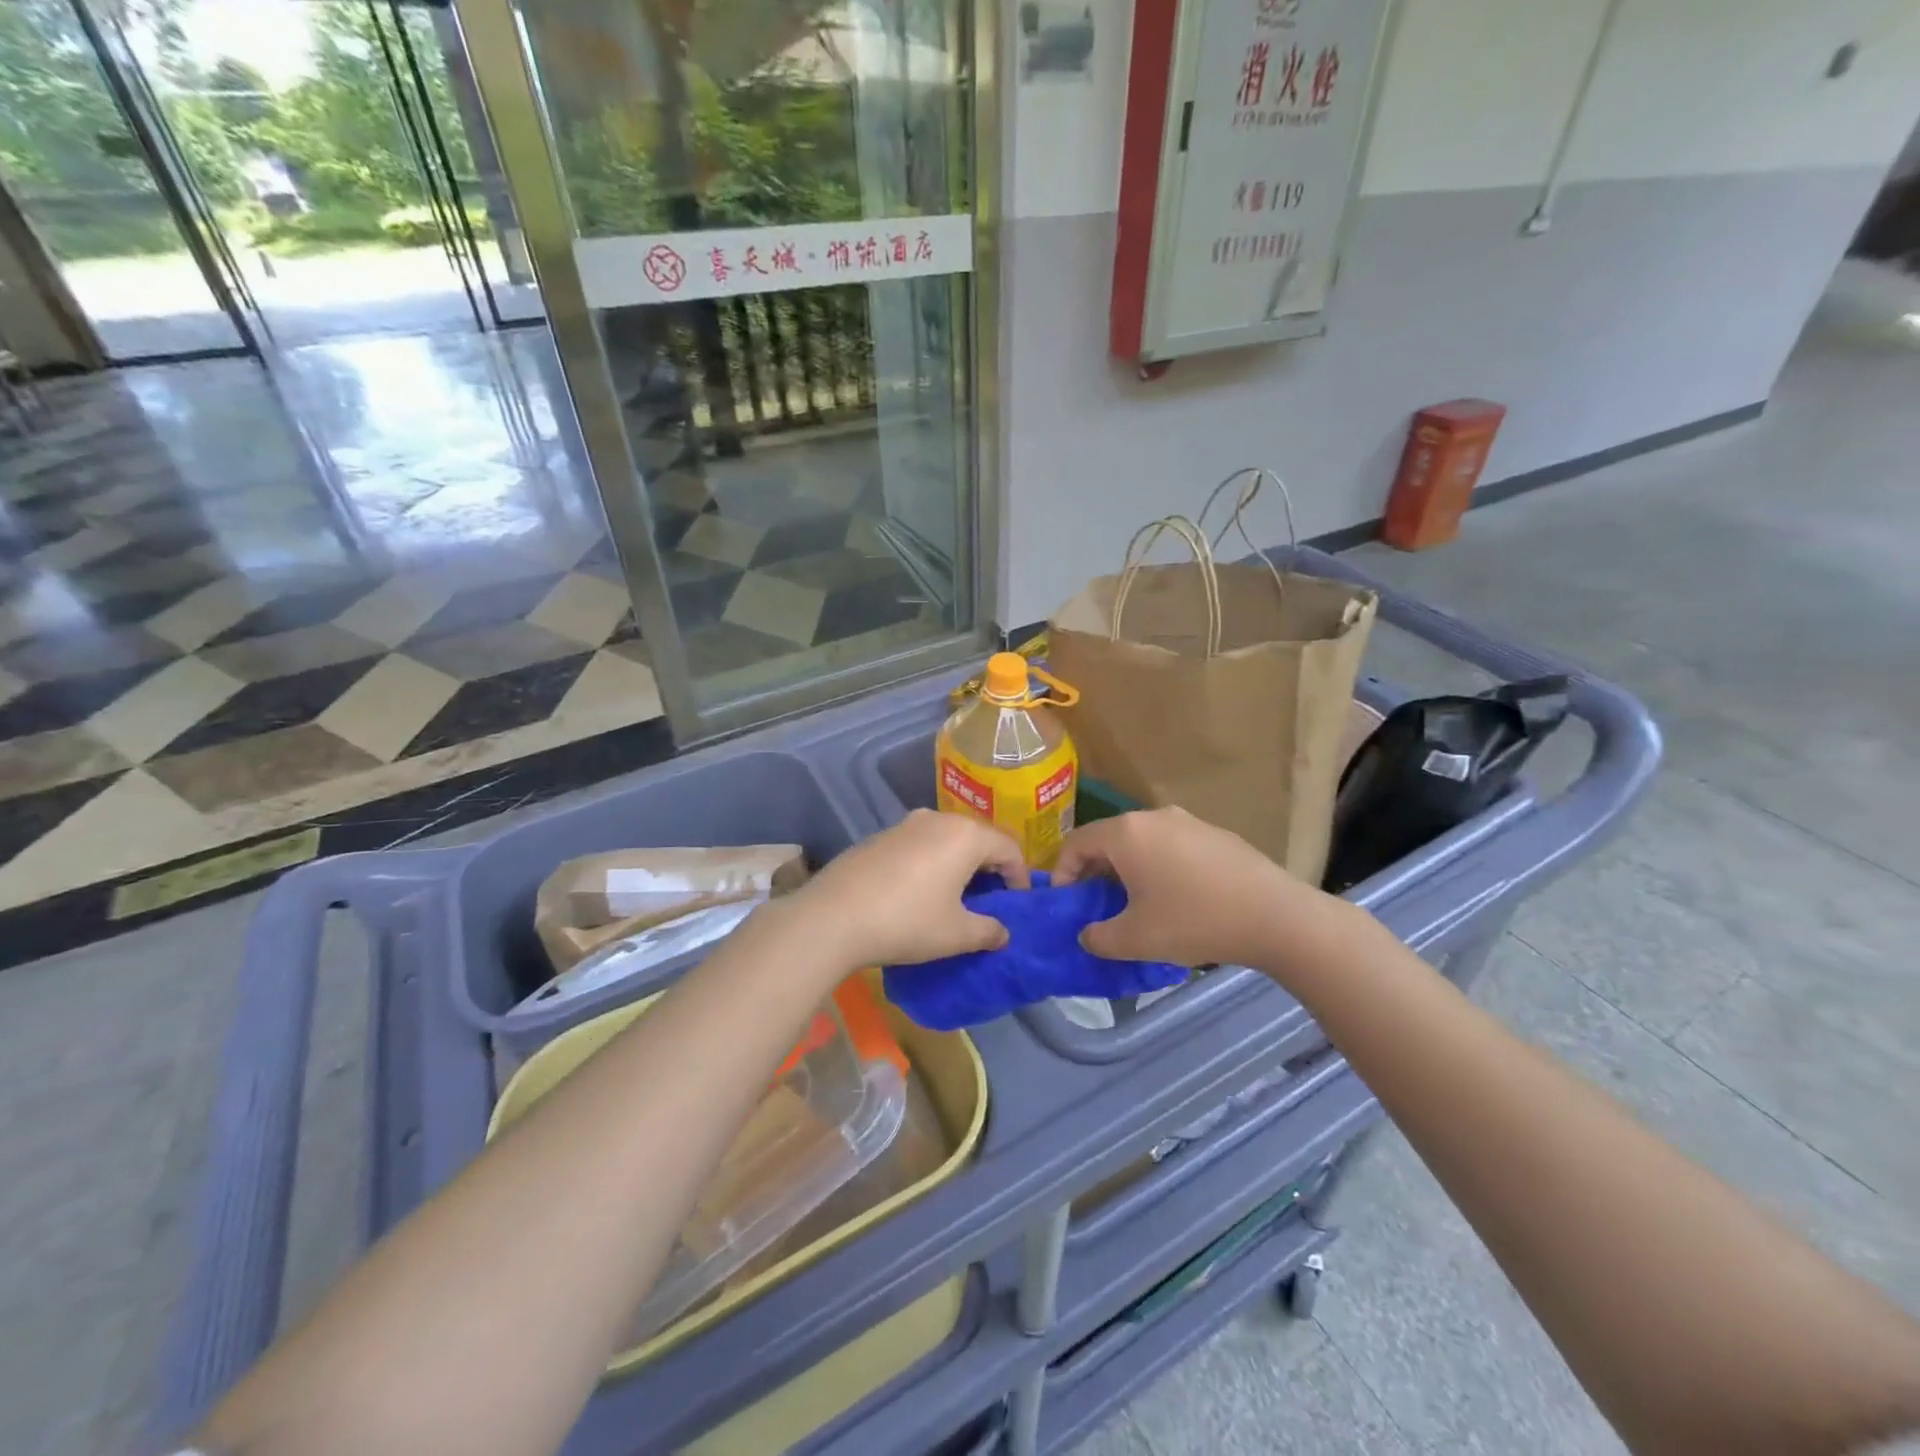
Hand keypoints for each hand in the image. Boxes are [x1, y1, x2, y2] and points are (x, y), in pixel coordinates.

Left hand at [792, 810, 1028, 967]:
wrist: (833, 917)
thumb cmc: (908, 922)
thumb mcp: (957, 934)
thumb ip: (988, 931)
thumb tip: (1003, 933)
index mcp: (965, 835)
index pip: (1008, 848)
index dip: (1020, 877)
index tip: (1017, 904)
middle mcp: (938, 820)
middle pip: (978, 838)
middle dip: (990, 868)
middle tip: (991, 900)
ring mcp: (905, 825)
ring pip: (946, 839)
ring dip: (958, 864)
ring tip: (955, 897)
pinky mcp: (879, 837)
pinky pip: (919, 845)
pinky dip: (930, 863)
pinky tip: (918, 893)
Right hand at [1053, 807, 1335, 968]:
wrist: (1275, 916)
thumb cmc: (1194, 921)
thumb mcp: (1135, 938)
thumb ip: (1099, 938)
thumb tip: (1088, 935)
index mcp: (1126, 833)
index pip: (1076, 842)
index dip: (1062, 872)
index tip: (1067, 903)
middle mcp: (1153, 817)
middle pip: (1109, 839)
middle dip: (1096, 872)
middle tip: (1098, 906)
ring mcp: (1188, 822)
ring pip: (1142, 842)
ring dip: (1129, 870)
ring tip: (1137, 905)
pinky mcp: (1215, 835)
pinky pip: (1172, 847)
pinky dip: (1160, 867)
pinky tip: (1178, 900)